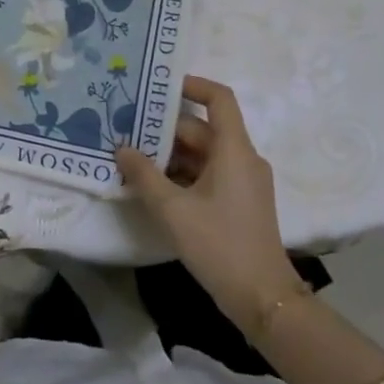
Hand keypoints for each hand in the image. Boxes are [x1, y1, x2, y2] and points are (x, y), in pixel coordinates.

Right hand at [115, 75, 307, 334]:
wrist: (262, 298)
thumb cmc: (219, 245)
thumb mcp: (173, 209)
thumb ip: (144, 174)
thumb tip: (121, 148)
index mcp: (234, 151)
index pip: (219, 99)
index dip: (192, 85)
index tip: (158, 86)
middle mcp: (242, 159)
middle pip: (202, 129)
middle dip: (165, 128)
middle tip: (126, 128)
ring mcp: (243, 182)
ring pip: (202, 153)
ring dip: (169, 154)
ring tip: (131, 155)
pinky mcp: (238, 202)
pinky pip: (207, 174)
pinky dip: (181, 174)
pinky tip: (151, 184)